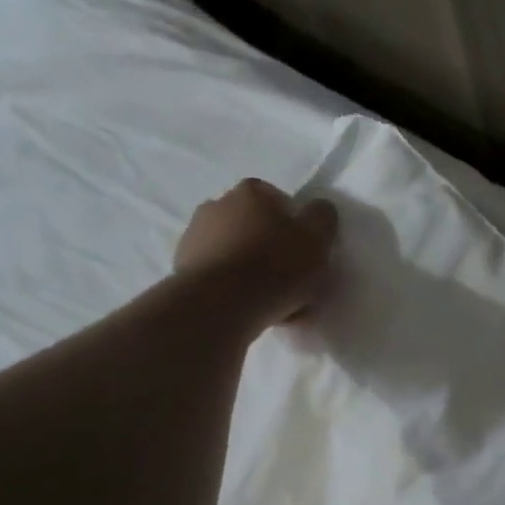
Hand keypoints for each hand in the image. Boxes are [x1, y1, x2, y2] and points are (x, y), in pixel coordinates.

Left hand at [174, 179, 338, 325]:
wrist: (219, 304)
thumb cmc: (275, 265)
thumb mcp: (317, 238)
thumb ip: (323, 216)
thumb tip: (318, 208)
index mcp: (251, 193)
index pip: (279, 199)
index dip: (296, 225)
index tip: (305, 250)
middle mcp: (217, 205)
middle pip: (256, 226)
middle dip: (273, 248)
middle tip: (294, 279)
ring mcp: (194, 237)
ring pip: (238, 253)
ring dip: (255, 271)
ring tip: (277, 304)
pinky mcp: (182, 269)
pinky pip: (221, 276)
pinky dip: (236, 289)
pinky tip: (254, 311)